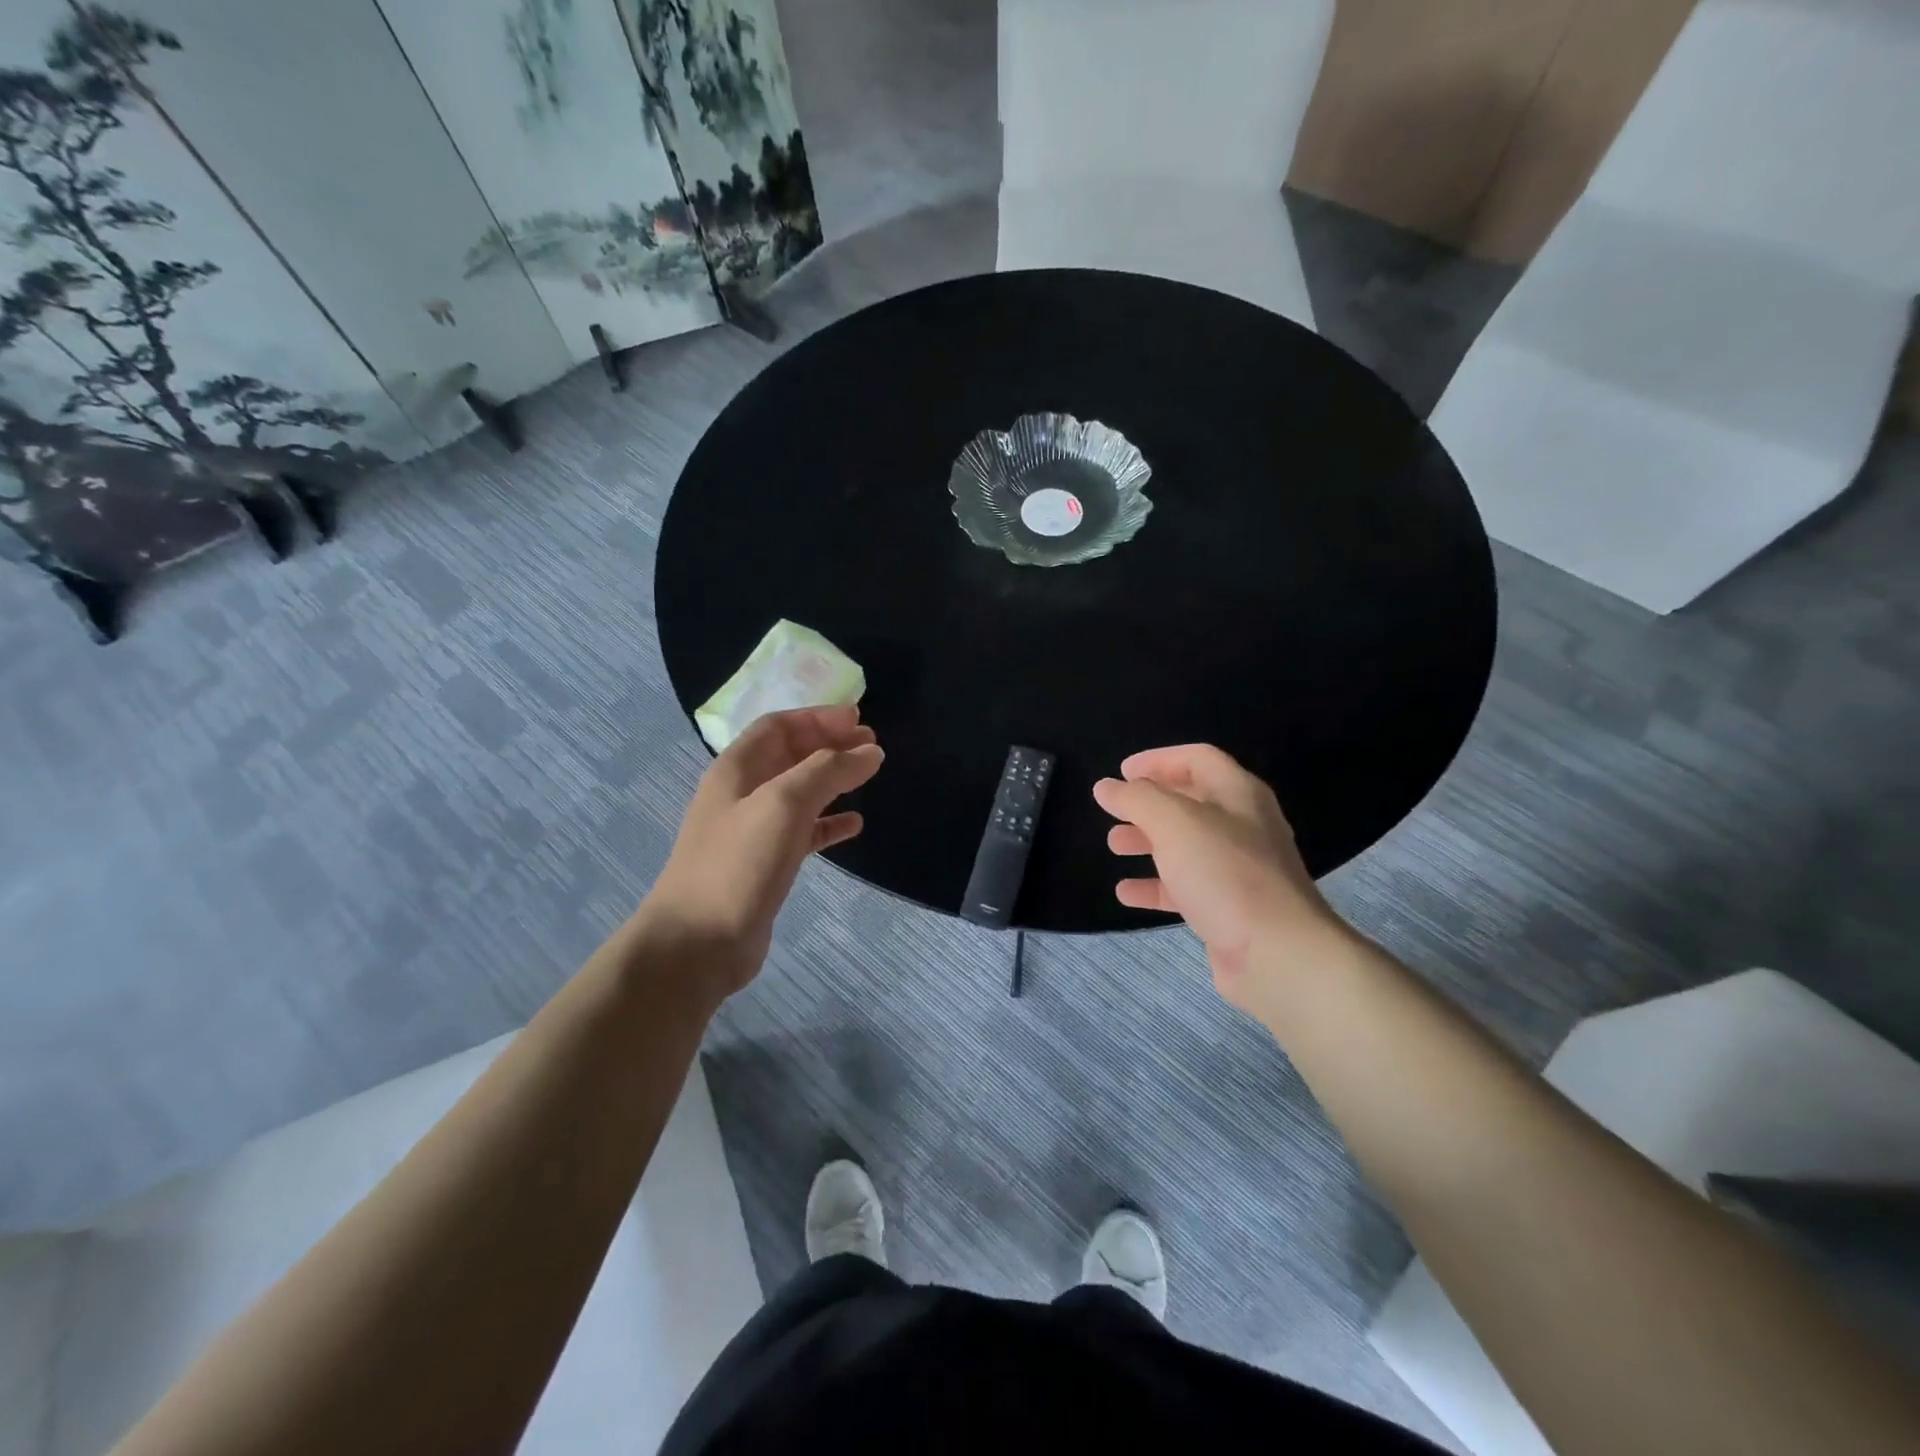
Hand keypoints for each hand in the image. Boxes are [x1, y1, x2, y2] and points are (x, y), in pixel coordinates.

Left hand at [636, 705, 883, 997]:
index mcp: (736, 769)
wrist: (699, 942)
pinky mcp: (766, 865)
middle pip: (789, 755)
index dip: (817, 717)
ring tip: (868, 775)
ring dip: (832, 780)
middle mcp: (742, 793)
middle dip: (829, 744)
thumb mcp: (785, 803)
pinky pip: (803, 832)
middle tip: (870, 744)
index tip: (858, 720)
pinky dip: (828, 823)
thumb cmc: (739, 862)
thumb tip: (870, 750)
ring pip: (798, 793)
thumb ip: (829, 770)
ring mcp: (753, 831)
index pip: (778, 725)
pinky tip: (854, 824)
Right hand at [1093, 744, 1350, 1013]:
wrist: (1278, 955)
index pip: (1197, 759)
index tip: (1121, 771)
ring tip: (1114, 846)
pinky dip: (1155, 885)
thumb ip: (1137, 799)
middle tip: (1114, 811)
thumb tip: (1106, 786)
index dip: (1158, 760)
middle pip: (1190, 801)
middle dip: (1148, 804)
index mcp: (1238, 794)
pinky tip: (1126, 893)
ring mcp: (1239, 870)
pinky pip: (1186, 887)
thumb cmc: (1226, 874)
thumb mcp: (1175, 823)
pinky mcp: (1230, 908)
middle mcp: (1243, 826)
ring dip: (1148, 842)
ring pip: (1186, 845)